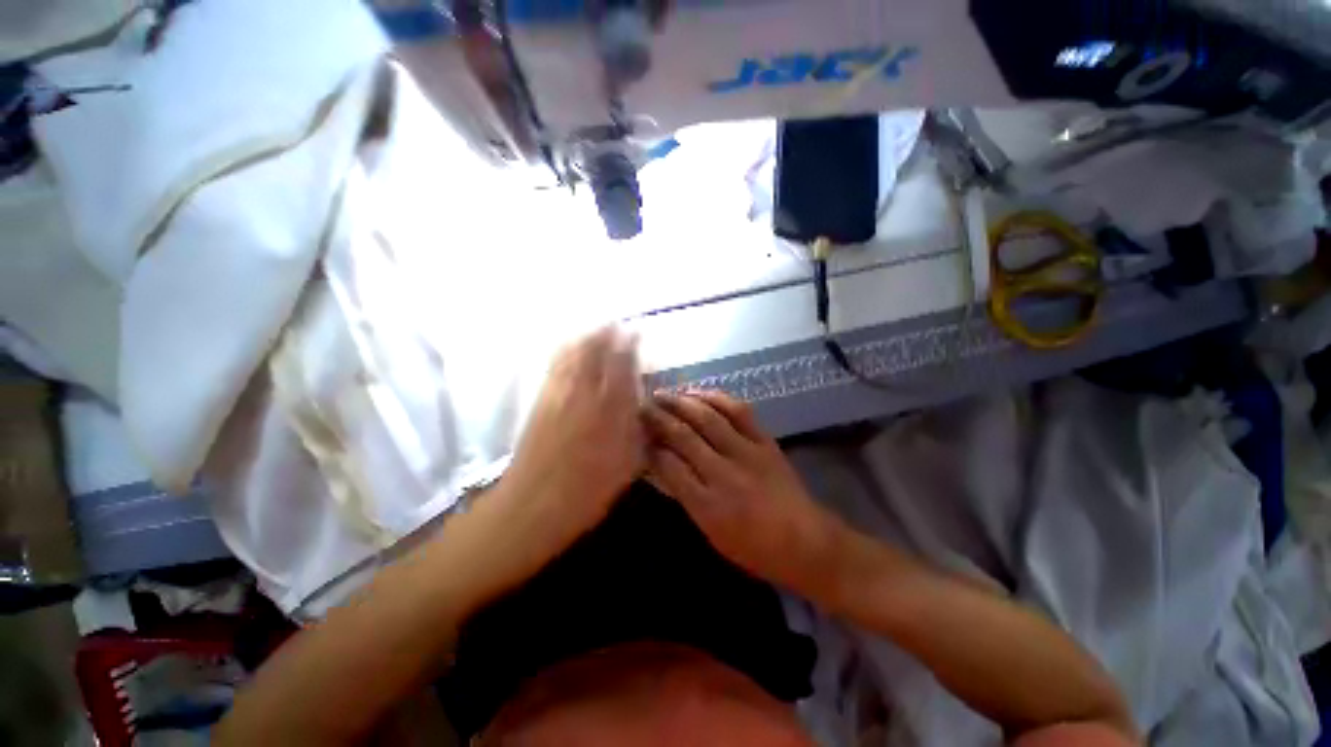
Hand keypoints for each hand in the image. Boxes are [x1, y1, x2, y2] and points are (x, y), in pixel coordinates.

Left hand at [501, 325, 644, 537]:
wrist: (532, 506)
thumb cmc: (587, 491)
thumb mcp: (626, 463)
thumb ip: (636, 428)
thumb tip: (642, 402)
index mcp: (608, 408)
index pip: (621, 364)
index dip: (629, 345)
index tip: (636, 332)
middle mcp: (583, 393)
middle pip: (594, 351)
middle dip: (606, 334)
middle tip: (616, 325)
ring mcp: (557, 395)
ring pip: (572, 354)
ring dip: (585, 338)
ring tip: (595, 330)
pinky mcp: (539, 402)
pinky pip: (553, 367)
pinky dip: (564, 352)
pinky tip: (569, 349)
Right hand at [644, 391, 843, 595]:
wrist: (806, 542)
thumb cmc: (753, 548)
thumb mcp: (711, 533)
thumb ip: (685, 497)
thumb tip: (661, 466)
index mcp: (708, 504)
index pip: (670, 465)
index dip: (651, 447)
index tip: (638, 435)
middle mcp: (724, 473)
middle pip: (684, 436)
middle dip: (659, 418)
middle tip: (642, 407)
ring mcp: (747, 452)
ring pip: (708, 418)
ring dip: (682, 402)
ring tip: (663, 394)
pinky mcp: (765, 441)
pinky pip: (739, 411)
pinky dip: (716, 398)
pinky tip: (699, 393)